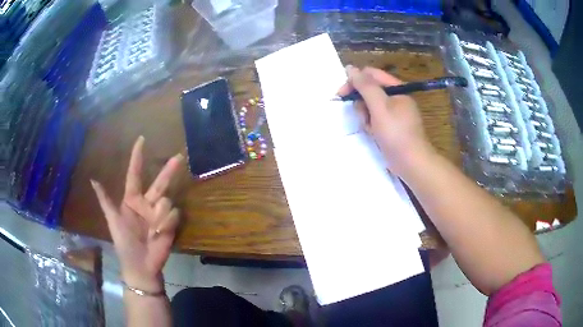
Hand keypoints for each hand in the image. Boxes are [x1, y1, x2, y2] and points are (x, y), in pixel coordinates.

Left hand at [90, 136, 182, 291]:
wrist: (141, 265)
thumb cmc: (124, 243)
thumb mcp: (113, 221)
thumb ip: (105, 200)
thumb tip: (93, 179)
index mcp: (132, 199)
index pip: (135, 174)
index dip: (137, 157)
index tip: (142, 139)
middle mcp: (147, 203)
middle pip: (159, 182)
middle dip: (168, 169)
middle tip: (179, 156)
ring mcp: (160, 213)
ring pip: (166, 200)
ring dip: (159, 215)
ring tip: (152, 230)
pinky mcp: (170, 223)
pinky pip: (173, 214)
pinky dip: (167, 223)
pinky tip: (159, 234)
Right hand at [338, 66, 433, 174]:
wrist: (412, 163)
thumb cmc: (396, 133)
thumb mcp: (379, 107)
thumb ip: (365, 86)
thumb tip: (350, 67)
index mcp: (396, 88)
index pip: (370, 75)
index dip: (354, 81)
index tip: (341, 95)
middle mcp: (396, 97)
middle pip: (370, 90)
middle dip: (361, 103)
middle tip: (363, 117)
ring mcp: (394, 113)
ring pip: (370, 106)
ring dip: (365, 116)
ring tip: (371, 129)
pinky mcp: (392, 126)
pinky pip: (375, 119)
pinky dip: (371, 125)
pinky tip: (374, 135)